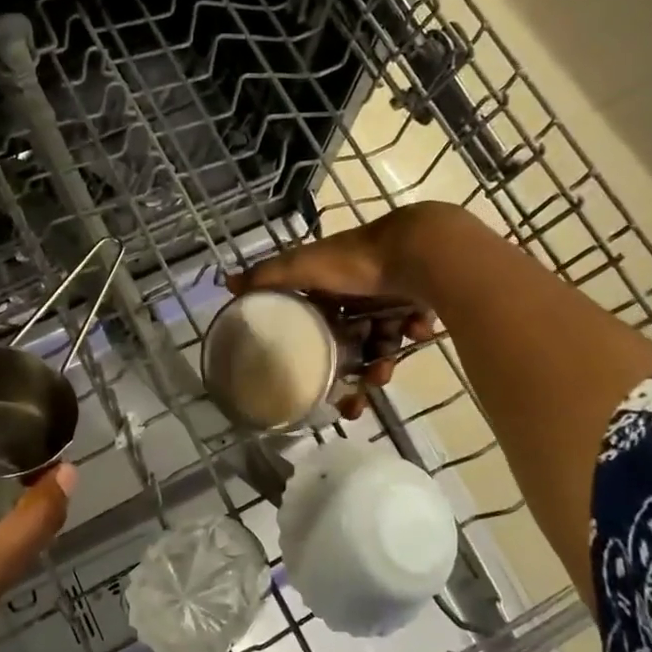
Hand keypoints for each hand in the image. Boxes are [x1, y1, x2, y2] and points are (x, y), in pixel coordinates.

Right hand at [225, 205, 444, 418]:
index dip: (314, 351)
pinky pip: (411, 325)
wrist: (420, 250)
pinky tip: (414, 332)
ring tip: (382, 377)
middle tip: (355, 401)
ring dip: (380, 362)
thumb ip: (269, 277)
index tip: (317, 383)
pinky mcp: (423, 297)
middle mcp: (358, 288)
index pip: (317, 321)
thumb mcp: (305, 268)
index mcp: (329, 281)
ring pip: (381, 340)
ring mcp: (392, 293)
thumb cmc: (356, 262)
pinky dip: (410, 332)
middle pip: (350, 339)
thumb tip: (227, 282)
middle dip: (351, 371)